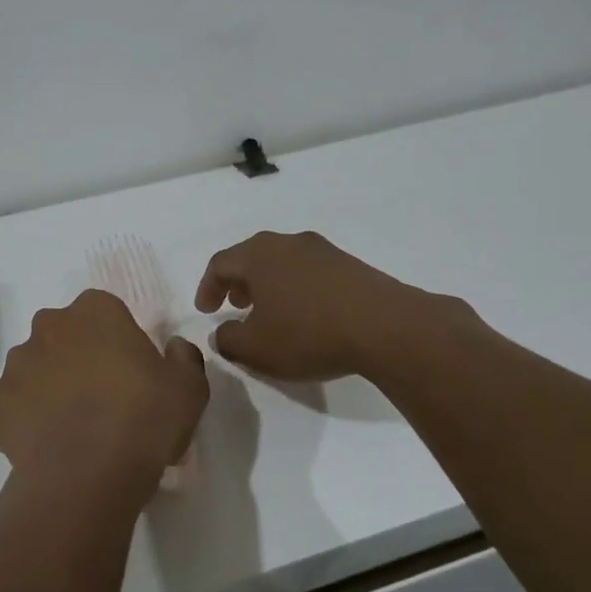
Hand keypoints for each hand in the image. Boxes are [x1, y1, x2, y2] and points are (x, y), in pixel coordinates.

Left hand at [0, 290, 209, 507]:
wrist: (85, 476)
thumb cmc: (143, 419)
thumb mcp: (189, 388)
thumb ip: (184, 357)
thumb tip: (174, 347)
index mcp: (95, 310)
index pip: (106, 311)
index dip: (119, 340)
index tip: (131, 372)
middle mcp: (50, 325)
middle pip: (67, 334)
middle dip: (81, 355)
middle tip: (104, 396)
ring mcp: (18, 363)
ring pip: (38, 365)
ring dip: (53, 383)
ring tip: (75, 424)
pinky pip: (18, 400)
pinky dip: (31, 414)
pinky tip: (51, 441)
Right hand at [195, 230, 463, 381]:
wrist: (385, 326)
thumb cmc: (308, 334)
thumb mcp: (256, 349)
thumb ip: (228, 340)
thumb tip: (221, 333)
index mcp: (259, 255)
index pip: (220, 263)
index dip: (207, 287)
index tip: (205, 311)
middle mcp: (288, 243)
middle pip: (252, 256)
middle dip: (238, 282)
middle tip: (235, 306)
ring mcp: (323, 251)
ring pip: (283, 262)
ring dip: (269, 285)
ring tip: (271, 313)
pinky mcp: (350, 265)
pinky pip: (310, 272)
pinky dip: (297, 288)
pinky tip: (306, 315)